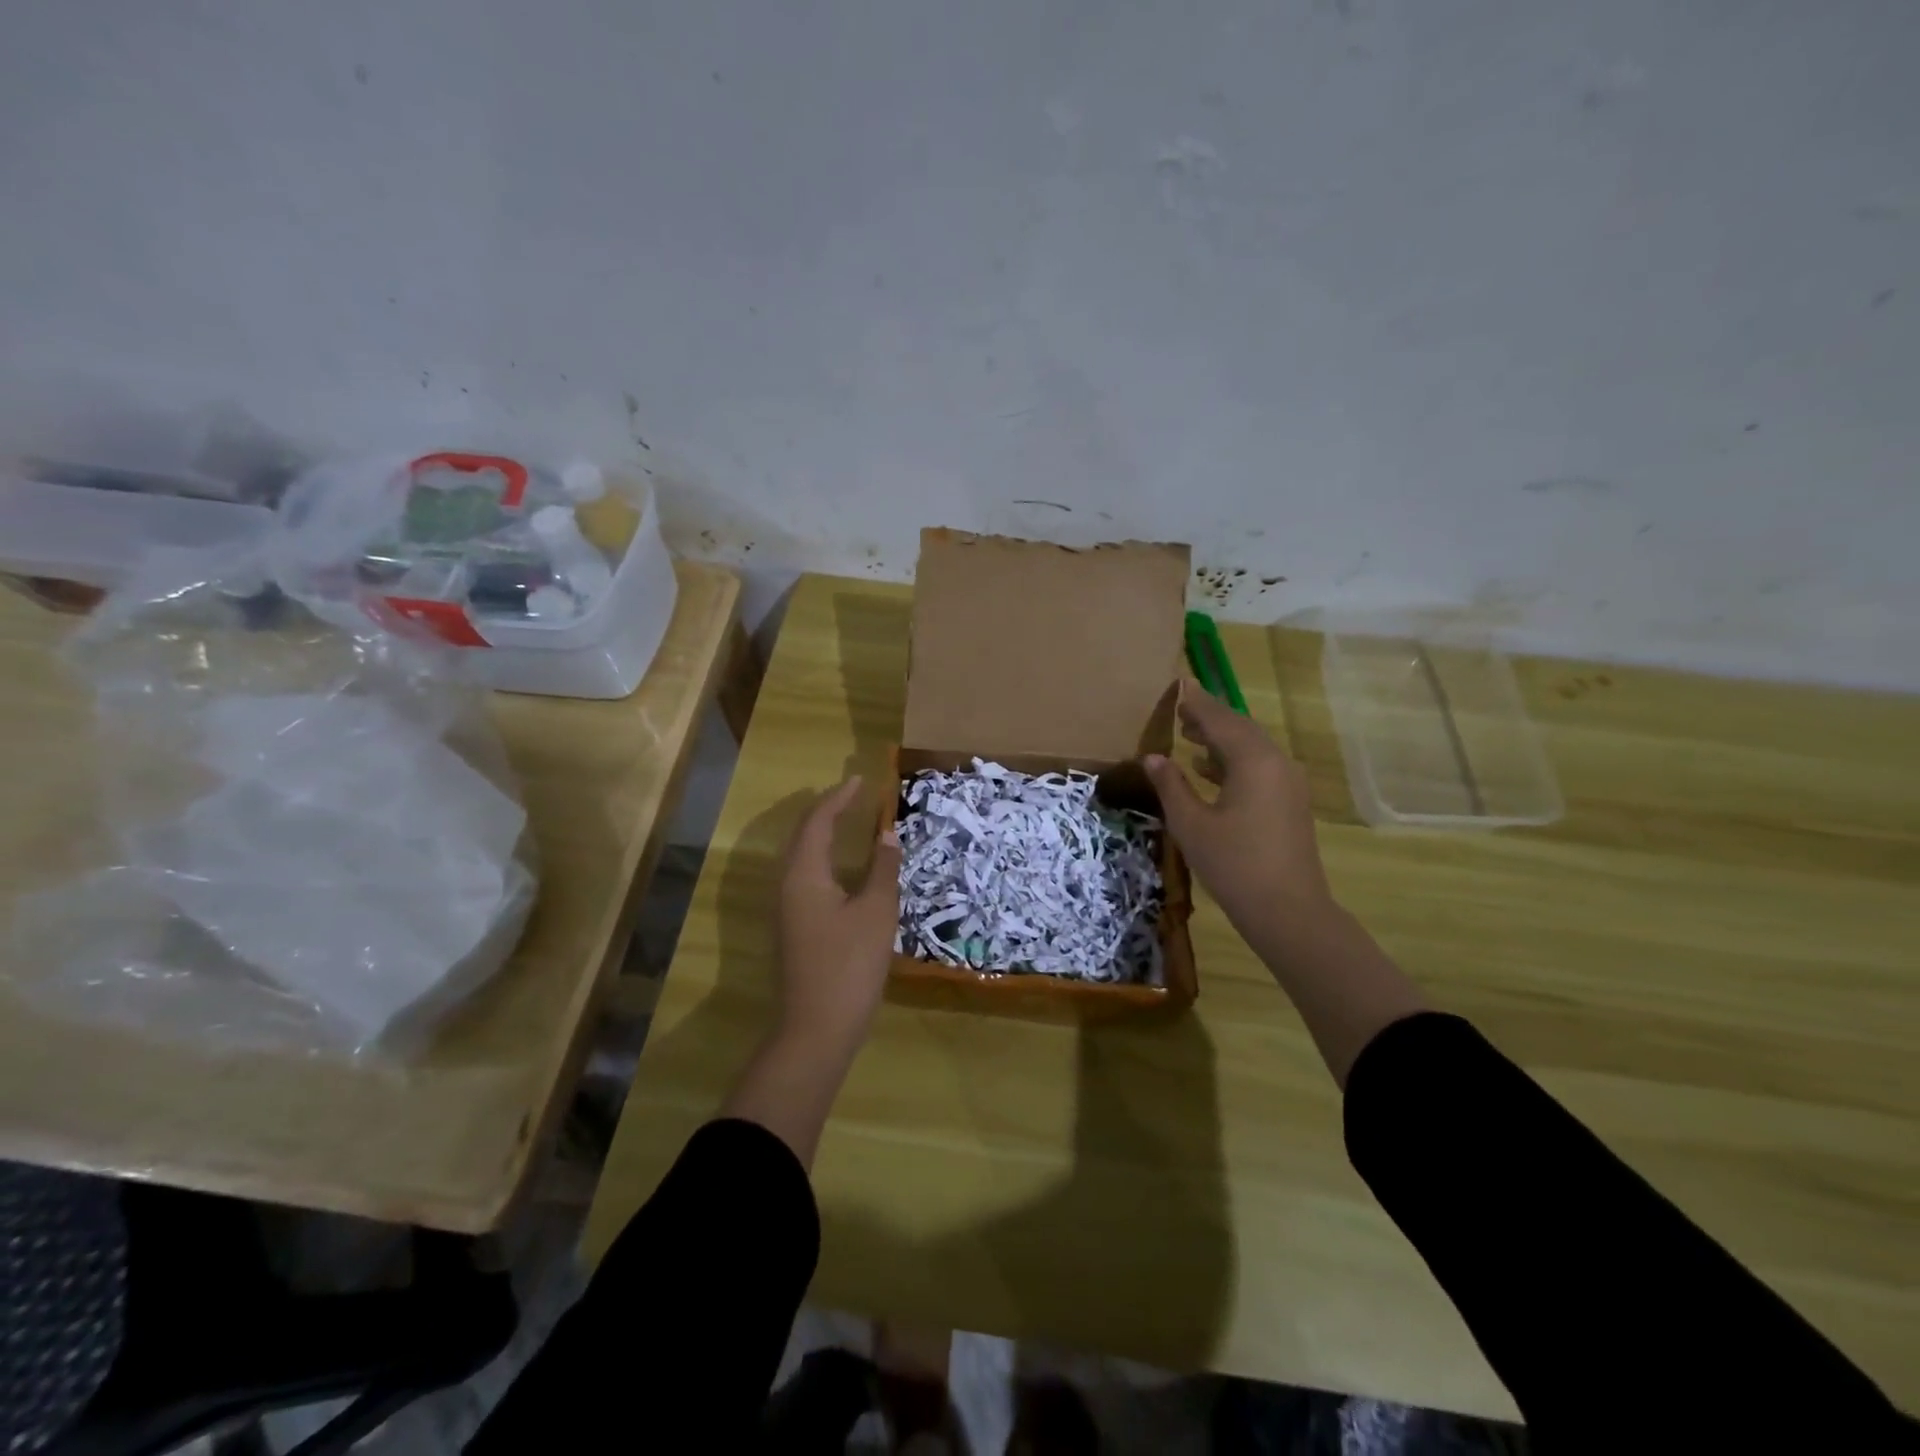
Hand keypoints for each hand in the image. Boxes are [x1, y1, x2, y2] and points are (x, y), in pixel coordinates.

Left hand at [775, 776, 903, 1053]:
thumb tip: (887, 833)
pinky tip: (843, 868)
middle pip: (803, 835)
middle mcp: (787, 884)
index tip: (861, 781)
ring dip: (823, 834)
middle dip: (827, 811)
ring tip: (849, 821)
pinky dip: (824, 858)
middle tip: (854, 796)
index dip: (839, 798)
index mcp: (803, 874)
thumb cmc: (849, 965)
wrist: (817, 1029)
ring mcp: (786, 908)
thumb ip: (882, 868)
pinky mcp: (793, 926)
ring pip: (801, 857)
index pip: (818, 821)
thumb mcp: (876, 912)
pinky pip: (805, 876)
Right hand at [1143, 684, 1336, 945]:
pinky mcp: (1290, 802)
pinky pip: (1260, 766)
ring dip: (1221, 739)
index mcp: (1252, 760)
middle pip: (1239, 728)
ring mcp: (1288, 782)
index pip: (1219, 719)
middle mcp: (1276, 762)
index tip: (1177, 685)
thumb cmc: (1233, 864)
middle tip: (1179, 710)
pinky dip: (1234, 760)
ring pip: (1251, 747)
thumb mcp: (1191, 824)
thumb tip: (1153, 757)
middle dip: (1209, 718)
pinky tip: (1209, 770)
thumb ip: (1171, 785)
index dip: (1196, 702)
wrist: (1288, 911)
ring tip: (1189, 735)